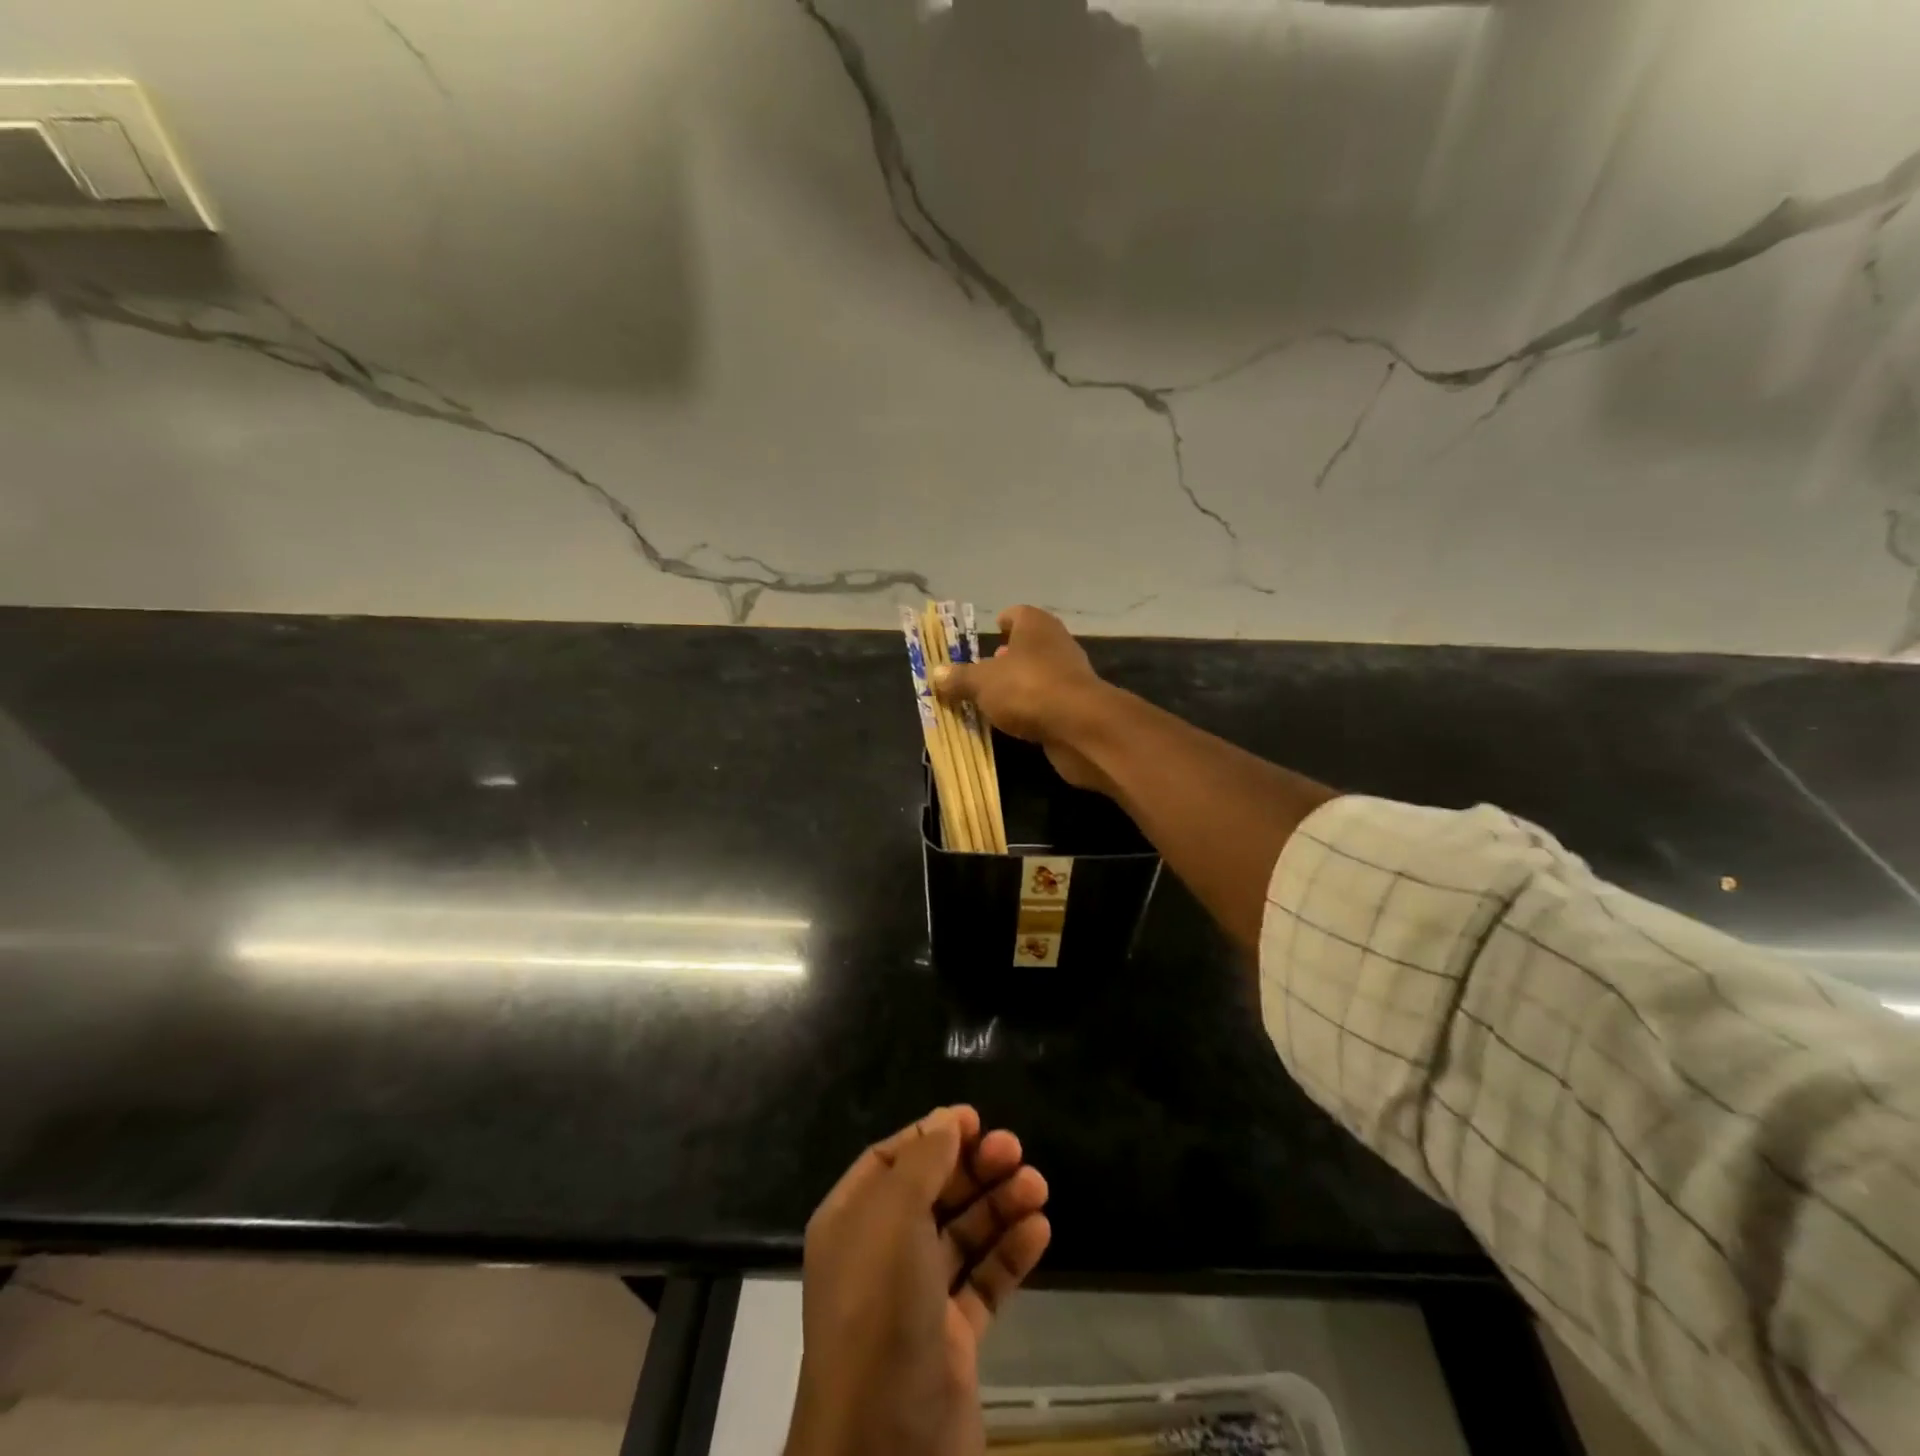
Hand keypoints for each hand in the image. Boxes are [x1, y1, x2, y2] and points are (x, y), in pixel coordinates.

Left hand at [786, 1106, 1050, 1455]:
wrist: (884, 1450)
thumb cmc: (880, 1311)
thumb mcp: (894, 1220)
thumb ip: (923, 1162)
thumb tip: (947, 1119)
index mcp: (852, 1221)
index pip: (892, 1160)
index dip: (933, 1136)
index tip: (976, 1121)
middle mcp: (881, 1254)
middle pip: (933, 1192)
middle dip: (974, 1168)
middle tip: (1016, 1151)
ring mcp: (916, 1298)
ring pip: (963, 1235)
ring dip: (1000, 1206)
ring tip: (1038, 1187)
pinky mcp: (952, 1339)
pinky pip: (984, 1282)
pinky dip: (1010, 1255)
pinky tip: (1039, 1232)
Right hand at [931, 606, 1112, 792]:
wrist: (1080, 727)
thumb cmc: (1027, 689)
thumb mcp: (982, 683)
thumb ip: (959, 678)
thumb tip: (936, 674)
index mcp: (1036, 626)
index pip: (1018, 614)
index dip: (1004, 621)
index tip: (993, 629)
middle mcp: (1057, 644)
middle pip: (1030, 645)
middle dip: (1009, 655)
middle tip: (986, 668)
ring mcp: (1071, 676)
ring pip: (1039, 674)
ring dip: (1020, 684)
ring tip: (994, 698)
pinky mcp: (1077, 707)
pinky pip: (1047, 702)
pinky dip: (1032, 708)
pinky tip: (1015, 721)